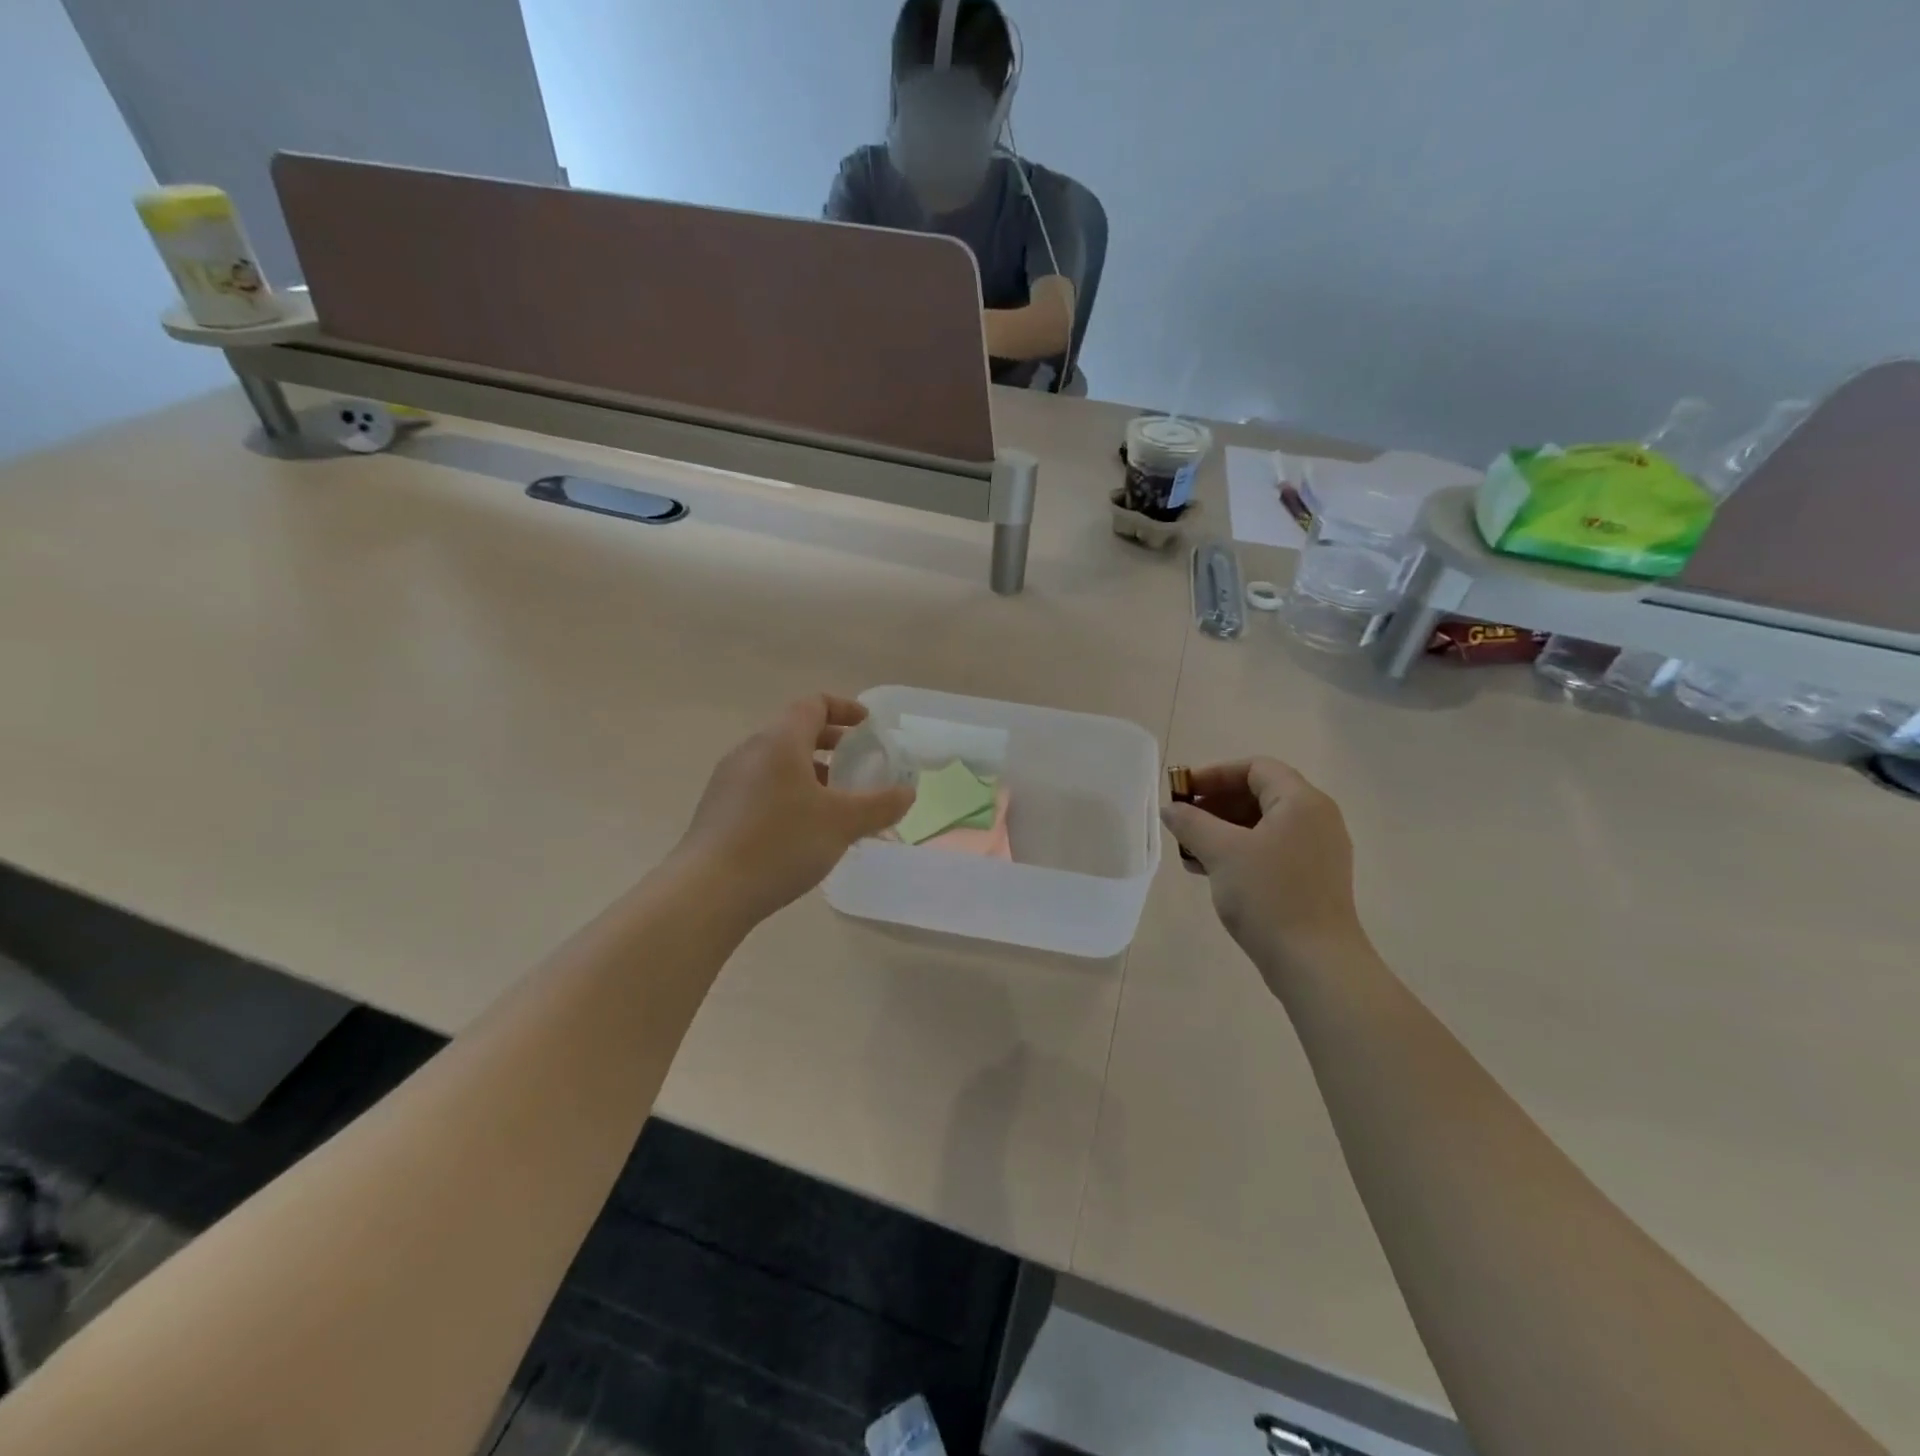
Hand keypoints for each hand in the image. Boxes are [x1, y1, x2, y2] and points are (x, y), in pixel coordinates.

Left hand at [672, 696, 914, 925]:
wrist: (707, 892)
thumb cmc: (781, 844)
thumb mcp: (842, 824)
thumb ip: (880, 805)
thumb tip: (907, 793)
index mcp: (779, 741)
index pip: (813, 705)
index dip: (845, 709)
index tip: (868, 726)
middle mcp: (750, 751)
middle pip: (795, 732)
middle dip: (831, 743)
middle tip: (858, 763)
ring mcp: (729, 781)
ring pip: (778, 763)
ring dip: (811, 772)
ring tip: (836, 803)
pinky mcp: (719, 809)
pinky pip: (763, 787)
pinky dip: (790, 793)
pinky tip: (804, 829)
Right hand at [1160, 759, 1364, 967]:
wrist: (1315, 963)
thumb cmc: (1269, 896)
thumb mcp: (1221, 852)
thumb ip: (1191, 822)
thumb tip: (1170, 809)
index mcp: (1302, 802)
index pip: (1255, 768)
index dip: (1214, 774)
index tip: (1182, 792)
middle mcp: (1316, 819)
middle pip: (1260, 794)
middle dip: (1216, 804)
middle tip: (1183, 821)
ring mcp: (1318, 850)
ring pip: (1263, 825)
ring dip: (1224, 830)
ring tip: (1191, 851)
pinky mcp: (1314, 878)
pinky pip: (1272, 849)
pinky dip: (1241, 851)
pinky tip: (1212, 872)